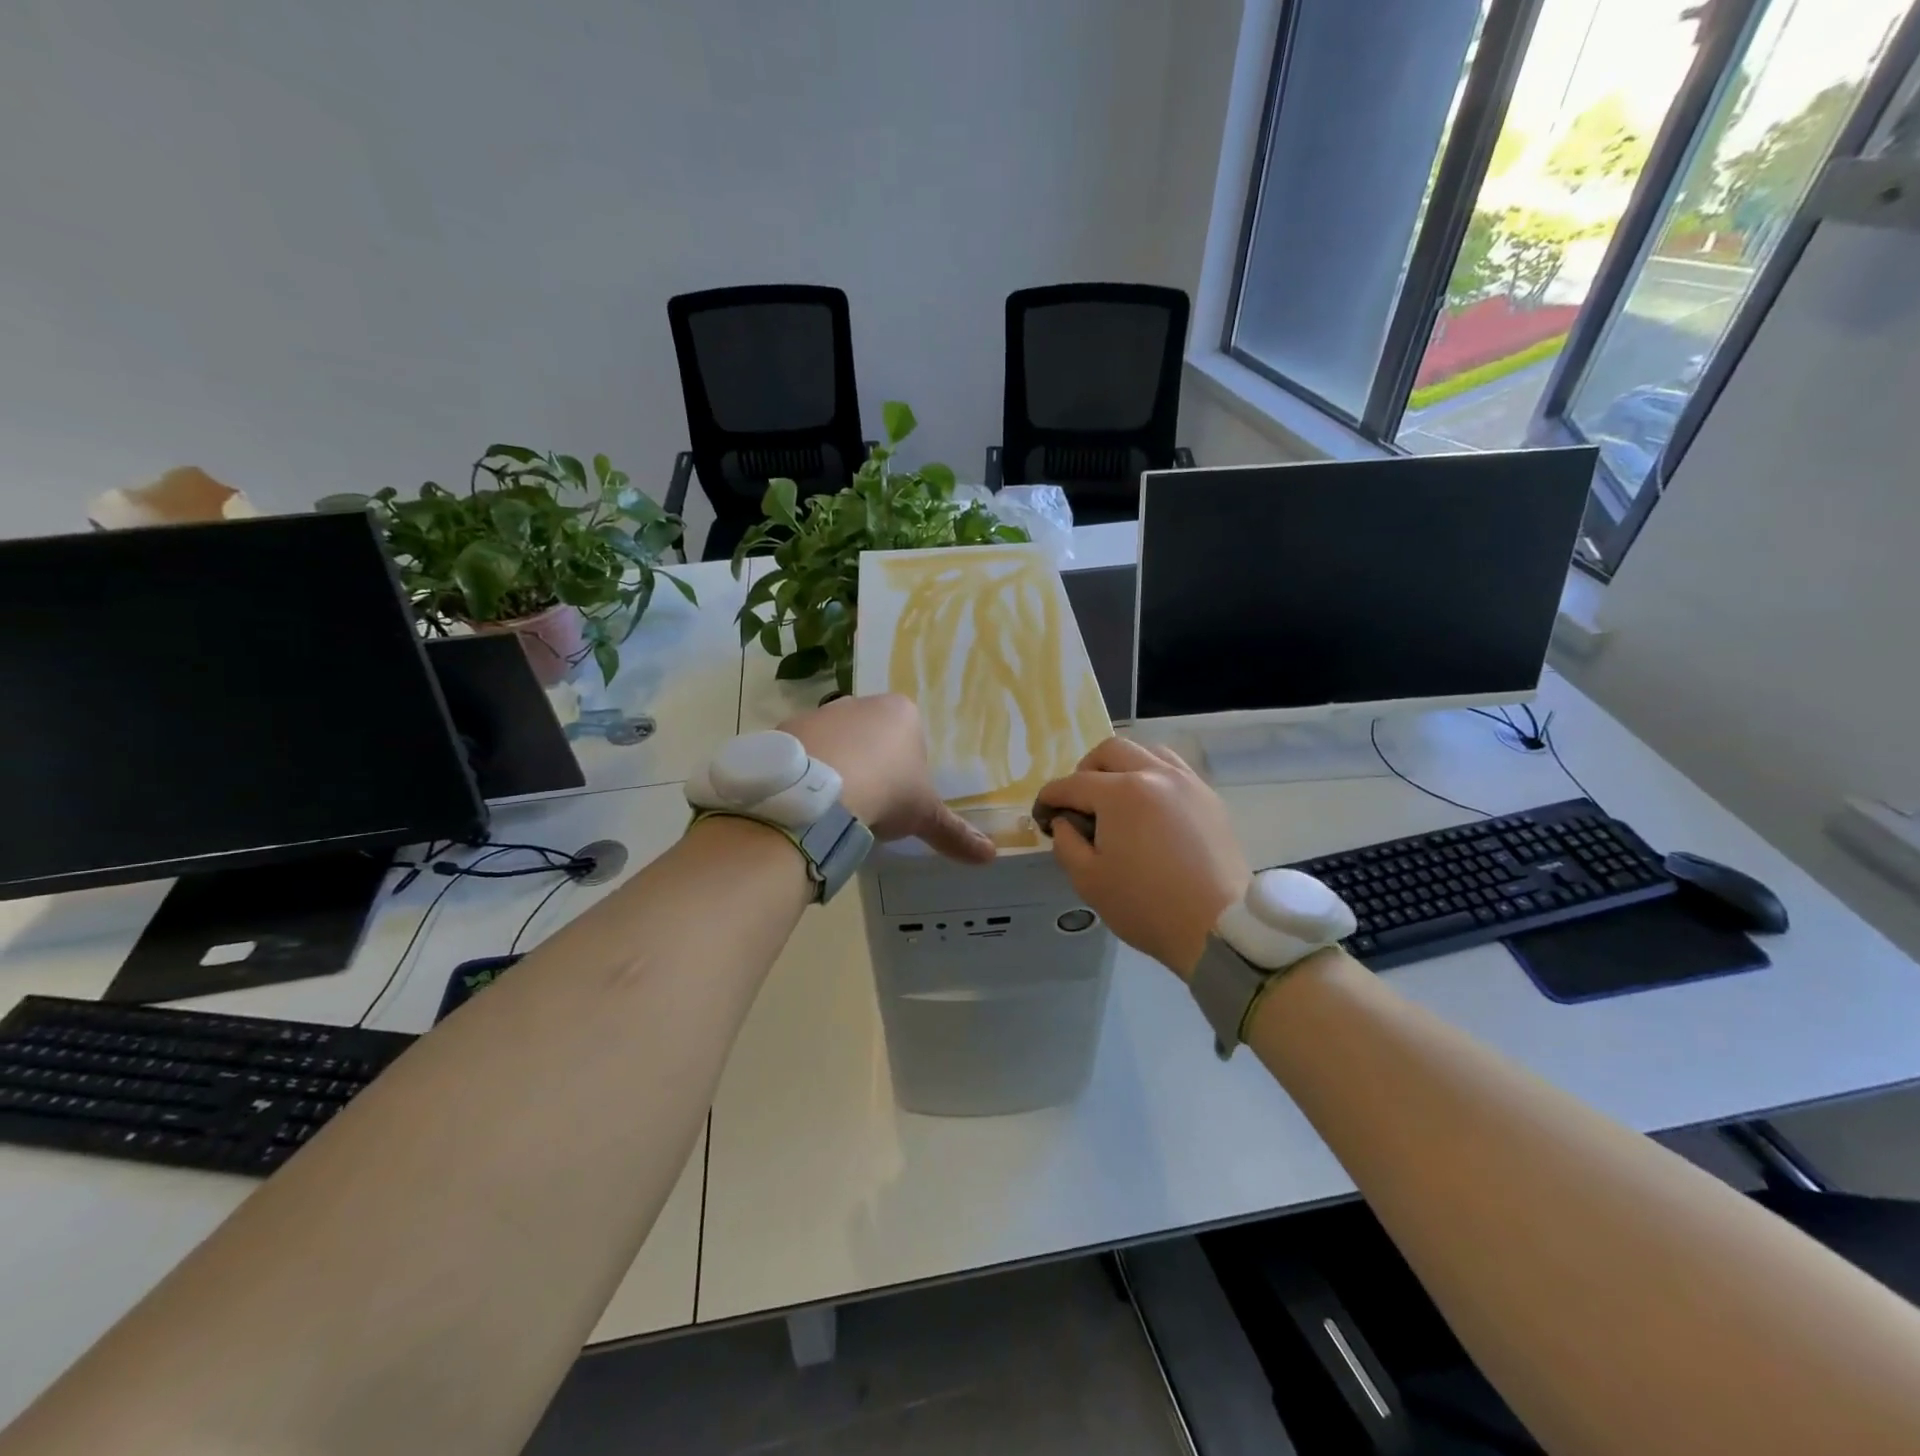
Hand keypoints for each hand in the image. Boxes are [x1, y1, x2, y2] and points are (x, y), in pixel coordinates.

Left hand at [781, 694, 995, 864]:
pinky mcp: (787, 730)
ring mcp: (820, 713)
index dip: (906, 766)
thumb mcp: (924, 816)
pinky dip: (806, 772)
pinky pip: (802, 752)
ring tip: (836, 806)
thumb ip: (955, 833)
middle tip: (870, 800)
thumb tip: (991, 856)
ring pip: (834, 740)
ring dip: (836, 766)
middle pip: (870, 733)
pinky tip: (809, 800)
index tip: (899, 794)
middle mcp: (859, 703)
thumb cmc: (887, 792)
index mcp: (900, 712)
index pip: (909, 734)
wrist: (820, 793)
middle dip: (870, 762)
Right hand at [1037, 738, 1248, 977]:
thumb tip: (1064, 822)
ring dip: (1122, 767)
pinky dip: (1153, 777)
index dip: (1050, 798)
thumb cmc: (1145, 905)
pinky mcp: (1209, 798)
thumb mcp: (1088, 880)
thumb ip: (1066, 843)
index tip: (1042, 814)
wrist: (1217, 927)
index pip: (1073, 784)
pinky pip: (1174, 770)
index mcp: (1120, 793)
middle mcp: (1154, 774)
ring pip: (1147, 752)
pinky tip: (1149, 807)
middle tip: (1079, 802)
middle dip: (1085, 771)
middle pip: (1110, 751)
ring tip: (1116, 798)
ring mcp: (1187, 782)